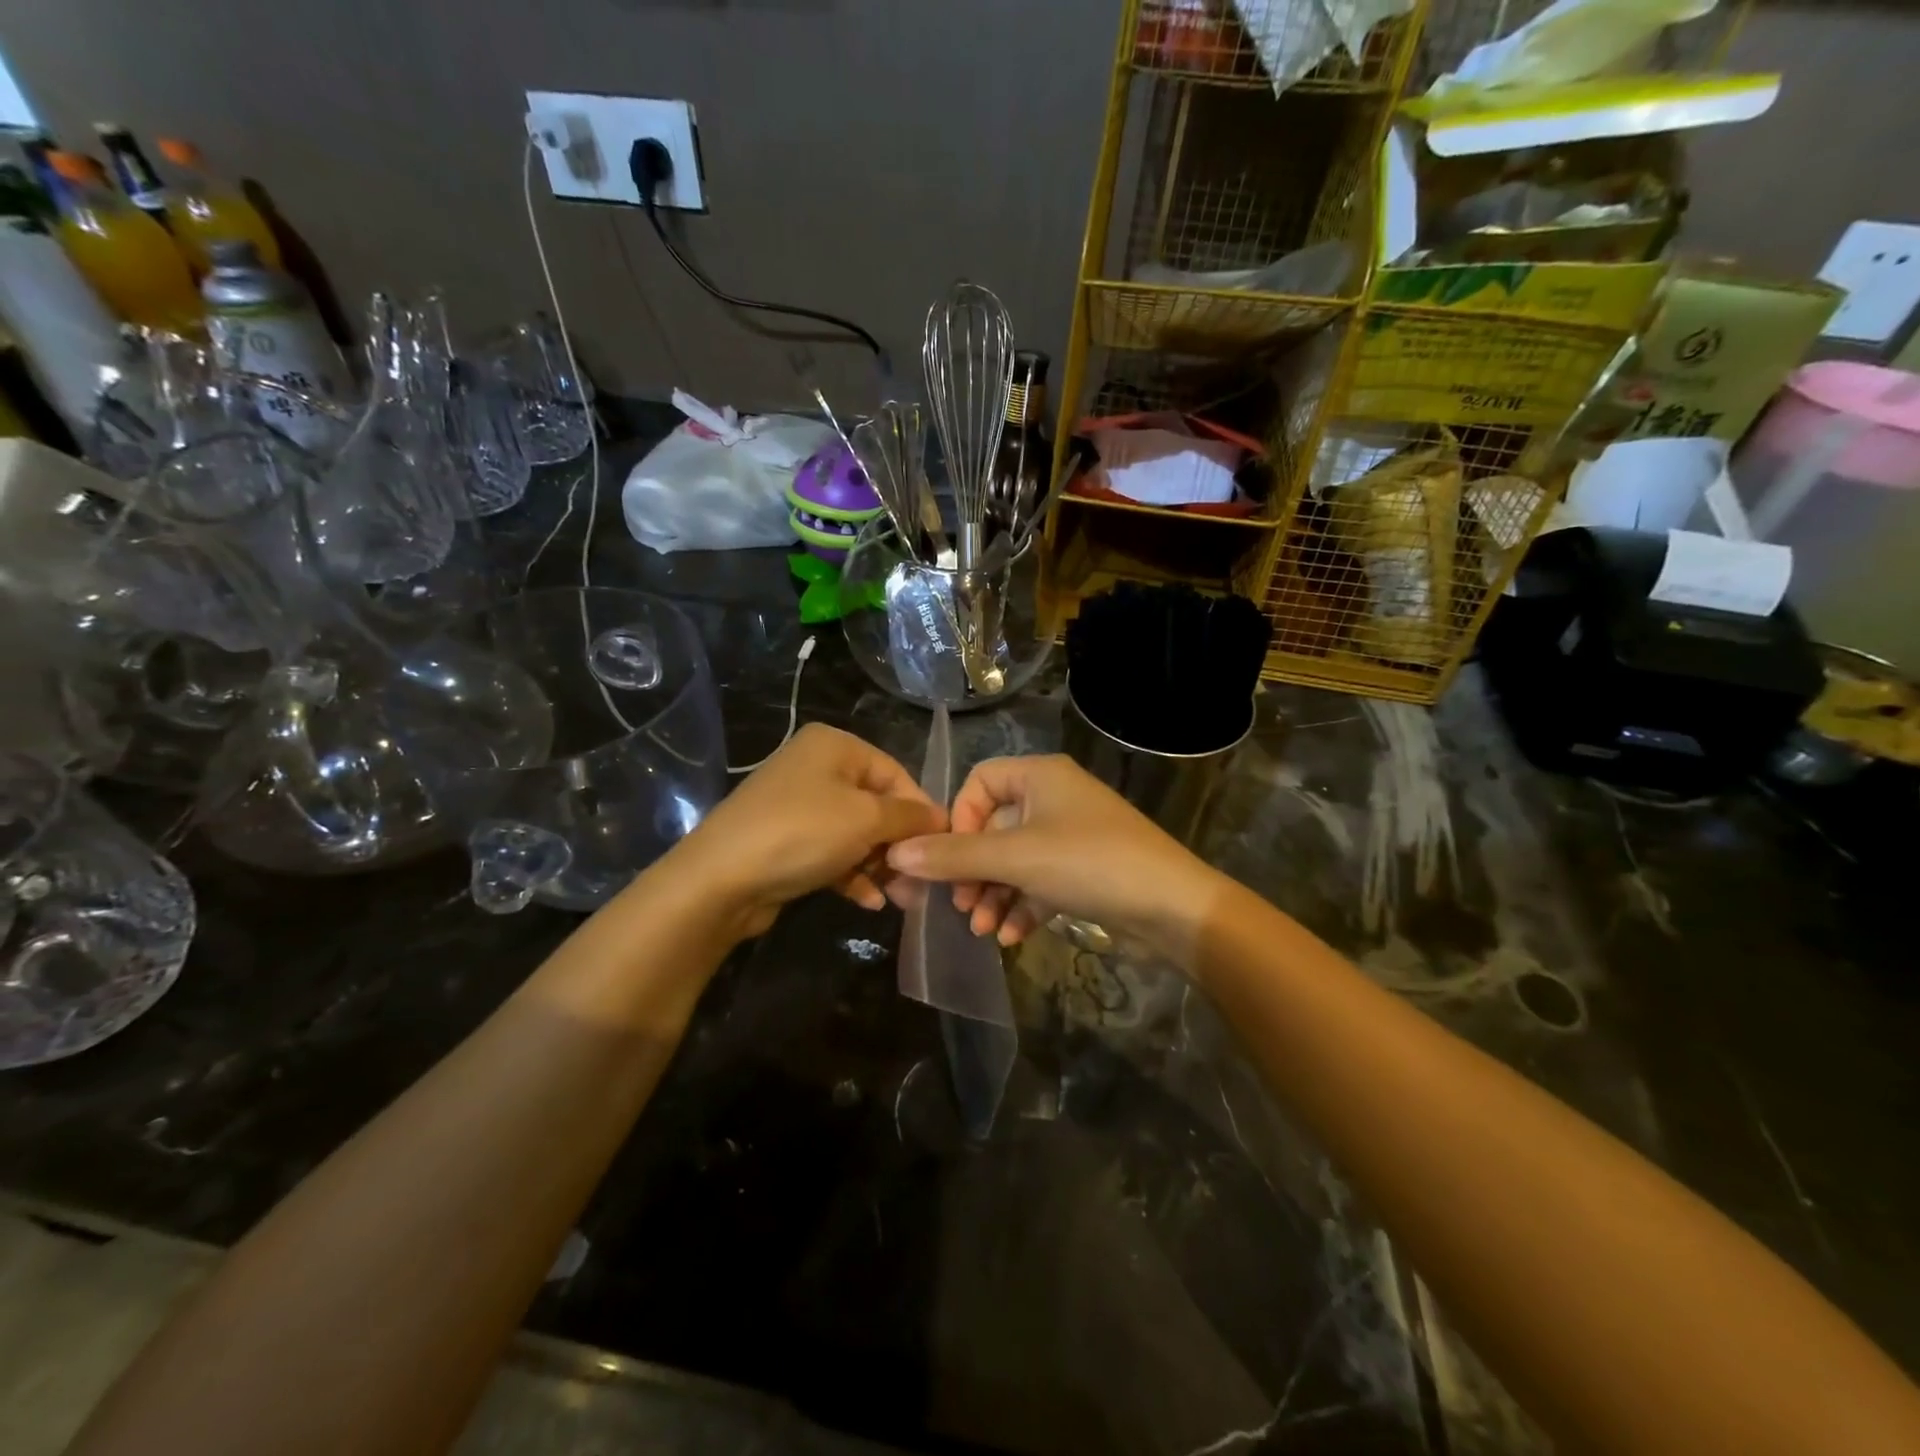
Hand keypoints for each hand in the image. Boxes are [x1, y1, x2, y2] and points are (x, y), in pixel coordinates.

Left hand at [666, 724, 946, 939]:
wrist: (720, 879)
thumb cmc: (802, 833)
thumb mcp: (866, 819)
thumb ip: (910, 817)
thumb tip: (942, 820)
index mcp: (835, 746)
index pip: (896, 774)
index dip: (921, 811)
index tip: (940, 848)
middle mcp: (816, 767)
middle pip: (877, 805)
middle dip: (900, 845)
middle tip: (920, 882)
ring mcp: (798, 805)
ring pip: (856, 833)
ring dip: (880, 864)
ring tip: (902, 899)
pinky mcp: (787, 840)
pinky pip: (832, 851)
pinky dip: (853, 873)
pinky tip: (869, 901)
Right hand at [885, 755, 1224, 958]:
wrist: (1173, 908)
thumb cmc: (1090, 864)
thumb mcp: (1015, 859)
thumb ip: (954, 856)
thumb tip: (896, 854)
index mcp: (1040, 776)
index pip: (979, 782)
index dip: (958, 819)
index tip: (951, 858)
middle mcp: (1054, 798)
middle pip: (994, 827)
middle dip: (973, 870)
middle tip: (960, 906)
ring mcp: (1072, 835)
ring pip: (1015, 860)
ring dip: (993, 894)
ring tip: (981, 930)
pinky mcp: (1085, 870)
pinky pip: (1039, 881)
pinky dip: (1022, 906)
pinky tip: (1010, 938)